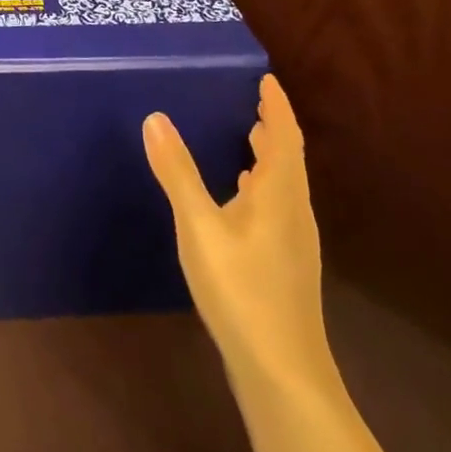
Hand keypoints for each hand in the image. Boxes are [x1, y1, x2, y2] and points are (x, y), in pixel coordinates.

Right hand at [144, 74, 333, 395]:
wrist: (283, 372)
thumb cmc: (241, 289)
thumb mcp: (199, 226)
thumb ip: (178, 172)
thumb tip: (156, 117)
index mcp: (279, 194)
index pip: (284, 137)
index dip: (276, 106)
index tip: (265, 78)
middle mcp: (294, 211)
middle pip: (288, 159)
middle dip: (272, 128)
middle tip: (251, 102)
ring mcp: (294, 242)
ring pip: (284, 185)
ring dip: (269, 157)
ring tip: (247, 139)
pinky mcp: (286, 265)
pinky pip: (278, 206)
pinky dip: (262, 186)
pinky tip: (241, 199)